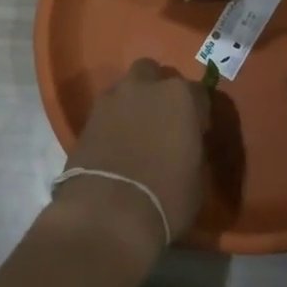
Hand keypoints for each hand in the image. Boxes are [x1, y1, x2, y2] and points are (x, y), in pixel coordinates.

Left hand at [49, 59, 209, 257]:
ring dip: (134, 100)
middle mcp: (146, 86)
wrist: (107, 212)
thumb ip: (193, 149)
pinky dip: (113, 118)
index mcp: (181, 97)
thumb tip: (185, 146)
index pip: (198, 93)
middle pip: (155, 74)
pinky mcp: (87, 115)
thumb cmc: (166, 197)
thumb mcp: (197, 178)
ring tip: (136, 129)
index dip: (198, 113)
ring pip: (127, 86)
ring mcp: (113, 97)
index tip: (197, 132)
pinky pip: (107, 108)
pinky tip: (115, 141)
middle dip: (159, 90)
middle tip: (163, 121)